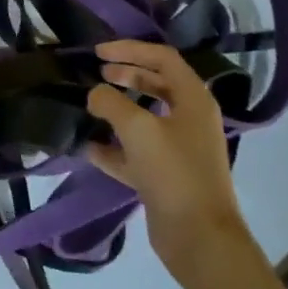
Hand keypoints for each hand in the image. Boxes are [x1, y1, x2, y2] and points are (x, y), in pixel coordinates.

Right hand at [85, 40, 270, 288]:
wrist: (199, 239)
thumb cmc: (174, 172)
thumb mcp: (137, 128)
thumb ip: (110, 102)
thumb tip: (95, 94)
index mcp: (193, 99)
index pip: (162, 58)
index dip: (130, 49)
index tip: (98, 52)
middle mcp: (189, 119)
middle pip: (156, 85)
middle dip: (126, 76)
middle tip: (97, 74)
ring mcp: (179, 149)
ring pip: (145, 119)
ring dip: (118, 110)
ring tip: (89, 106)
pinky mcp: (166, 176)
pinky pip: (136, 152)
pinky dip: (114, 147)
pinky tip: (88, 147)